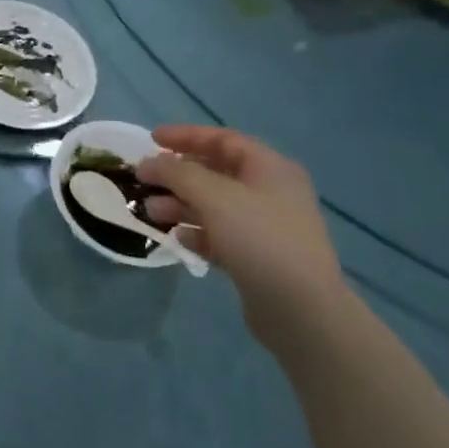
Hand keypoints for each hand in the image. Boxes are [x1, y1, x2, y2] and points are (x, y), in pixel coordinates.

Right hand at [137, 126, 347, 351]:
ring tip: (151, 212)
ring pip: (215, 206)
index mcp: (270, 168)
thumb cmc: (259, 239)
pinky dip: (198, 232)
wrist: (303, 312)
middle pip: (216, 173)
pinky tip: (178, 238)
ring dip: (181, 204)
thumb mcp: (213, 196)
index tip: (151, 139)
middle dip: (177, 175)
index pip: (222, 139)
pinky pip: (221, 235)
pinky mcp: (260, 259)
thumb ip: (176, 172)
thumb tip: (148, 163)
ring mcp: (267, 227)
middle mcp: (271, 192)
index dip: (185, 136)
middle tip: (145, 180)